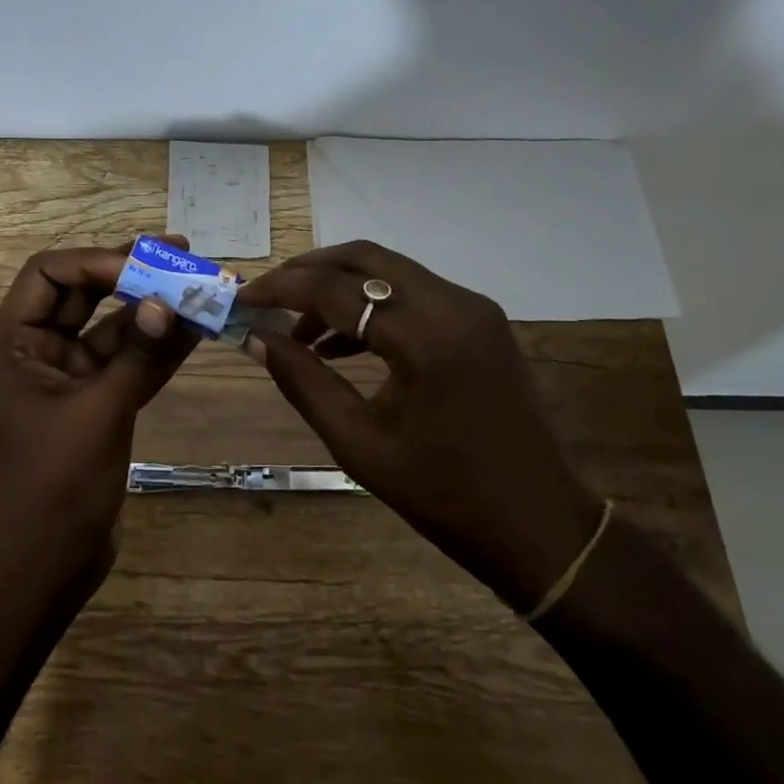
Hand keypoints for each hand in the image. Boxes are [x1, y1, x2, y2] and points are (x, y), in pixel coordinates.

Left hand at [0, 241, 198, 593]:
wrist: (49, 563)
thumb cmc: (58, 485)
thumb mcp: (101, 413)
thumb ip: (137, 355)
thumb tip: (166, 303)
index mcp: (14, 344)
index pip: (48, 274)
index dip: (96, 261)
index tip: (146, 264)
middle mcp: (36, 352)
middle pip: (82, 294)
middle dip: (131, 274)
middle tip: (181, 253)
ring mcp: (67, 378)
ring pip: (111, 328)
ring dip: (152, 310)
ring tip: (200, 287)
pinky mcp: (93, 402)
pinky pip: (126, 362)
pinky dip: (157, 348)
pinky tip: (196, 329)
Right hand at [237, 240, 602, 610]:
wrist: (540, 525)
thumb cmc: (444, 495)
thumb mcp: (359, 444)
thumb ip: (303, 382)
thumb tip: (258, 339)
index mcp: (425, 337)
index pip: (336, 289)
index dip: (281, 288)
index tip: (243, 298)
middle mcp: (454, 304)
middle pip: (366, 259)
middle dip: (309, 271)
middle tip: (269, 296)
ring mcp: (474, 309)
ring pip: (391, 272)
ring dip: (341, 288)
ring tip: (299, 329)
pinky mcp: (482, 322)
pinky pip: (415, 294)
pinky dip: (374, 305)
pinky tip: (343, 343)